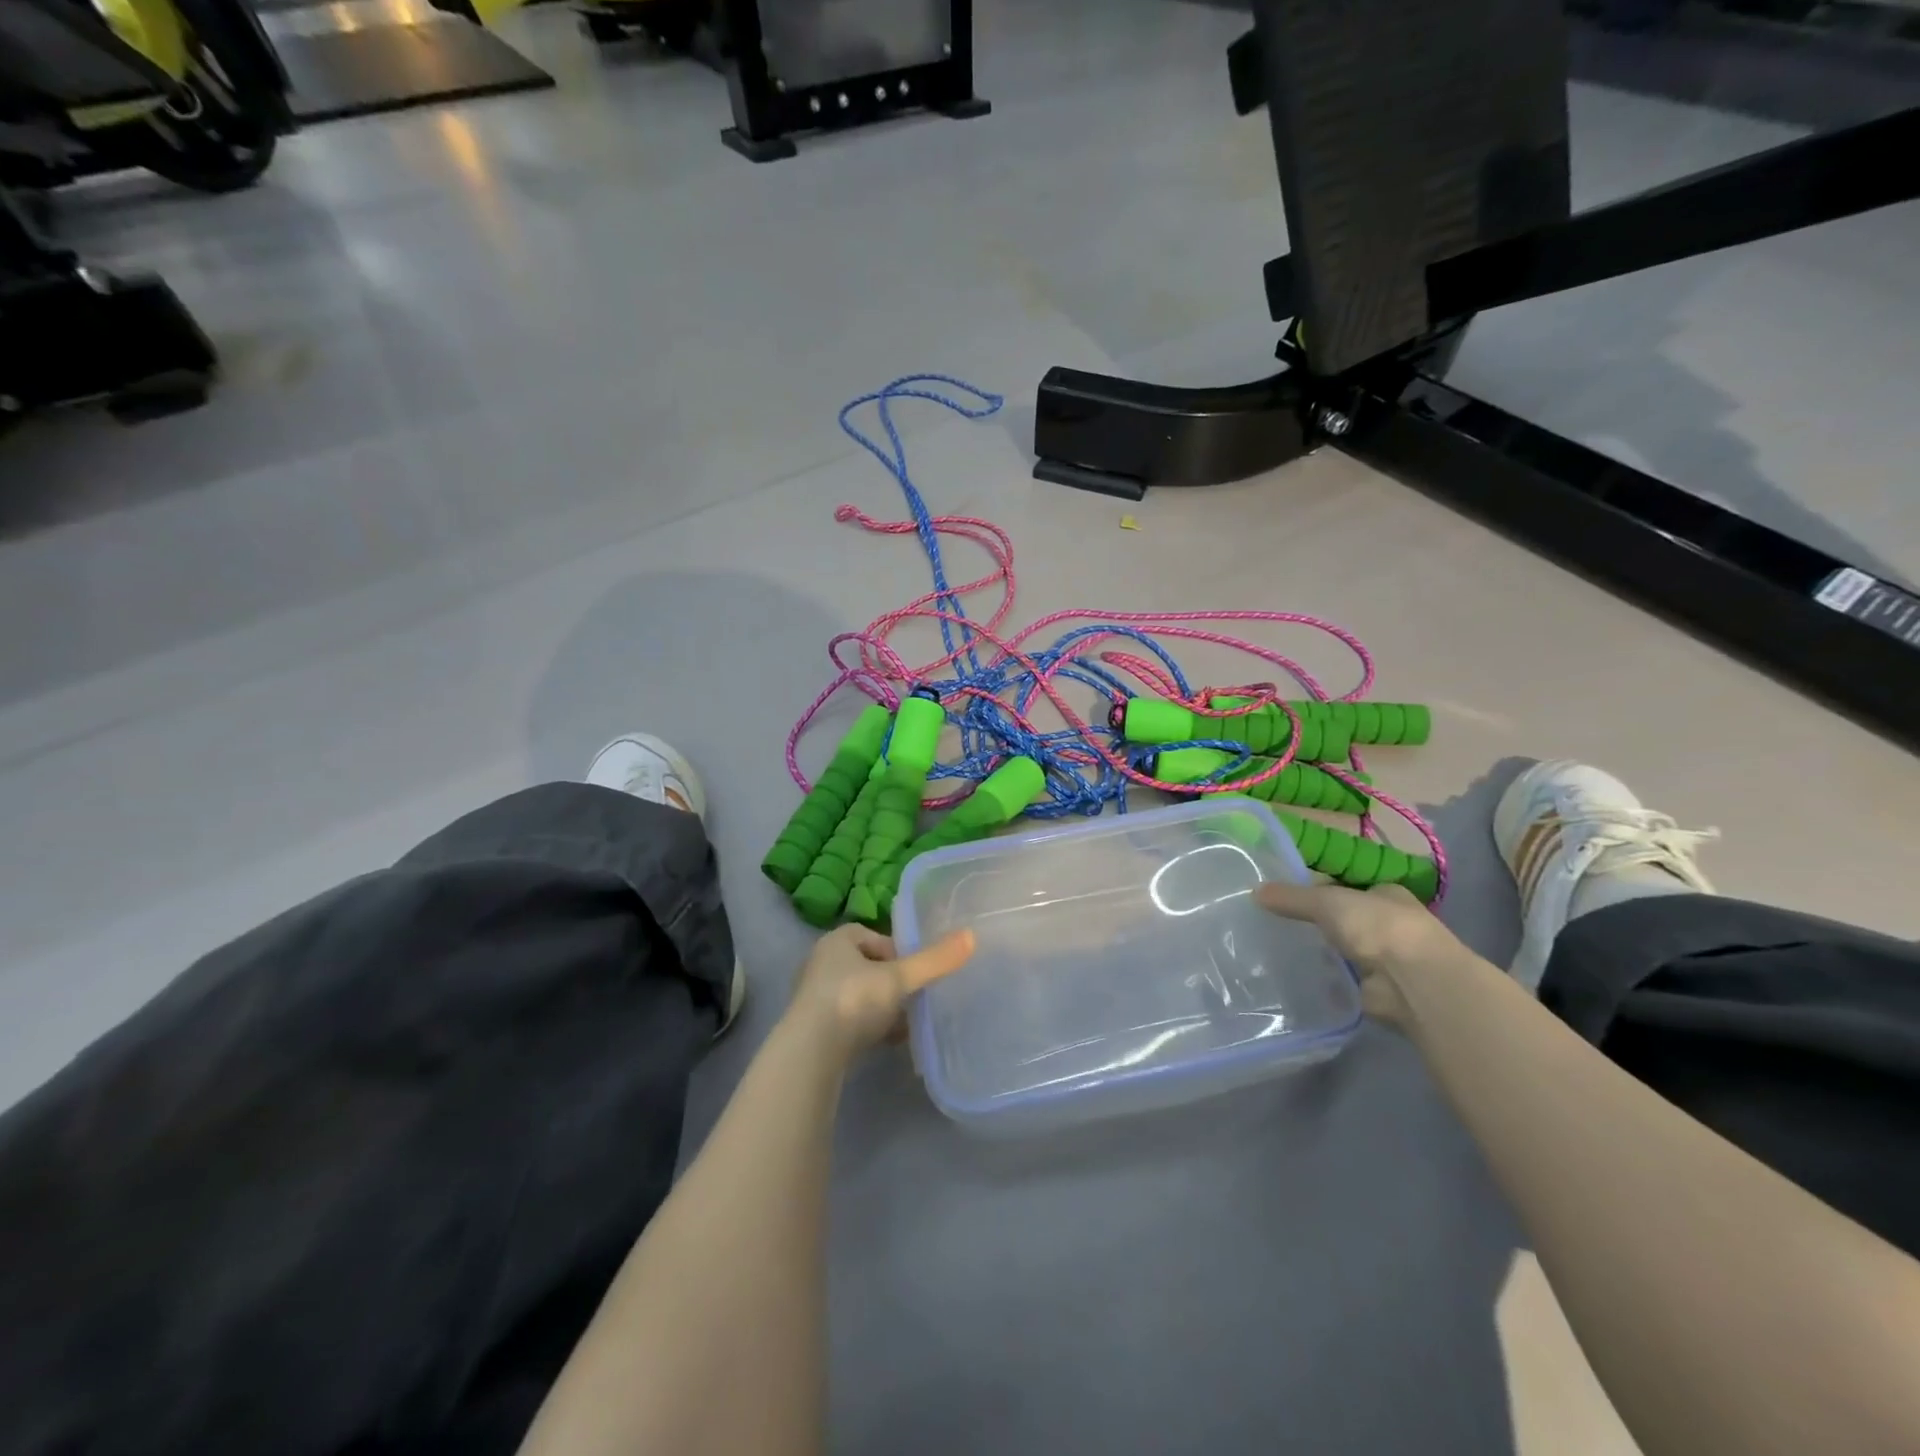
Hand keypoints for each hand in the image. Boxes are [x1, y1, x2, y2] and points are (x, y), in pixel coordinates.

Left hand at [786, 924, 976, 1058]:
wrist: (812, 1054)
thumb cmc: (854, 1001)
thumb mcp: (899, 978)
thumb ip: (934, 960)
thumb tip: (972, 935)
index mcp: (837, 941)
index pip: (872, 935)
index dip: (897, 950)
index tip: (915, 970)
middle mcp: (822, 963)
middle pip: (867, 966)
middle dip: (892, 981)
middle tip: (914, 997)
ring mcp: (816, 998)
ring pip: (859, 995)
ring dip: (882, 1007)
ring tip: (905, 1023)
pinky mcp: (815, 1029)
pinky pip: (850, 1021)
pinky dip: (869, 1028)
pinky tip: (889, 1043)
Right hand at [1255, 880, 1465, 1025]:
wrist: (1413, 982)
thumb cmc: (1376, 927)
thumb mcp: (1326, 901)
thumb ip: (1292, 897)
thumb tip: (1254, 892)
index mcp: (1384, 893)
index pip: (1345, 885)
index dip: (1315, 887)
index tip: (1283, 895)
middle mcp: (1387, 924)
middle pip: (1342, 918)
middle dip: (1314, 922)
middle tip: (1271, 922)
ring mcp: (1383, 958)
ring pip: (1340, 949)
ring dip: (1318, 951)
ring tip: (1274, 949)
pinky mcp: (1375, 989)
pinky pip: (1340, 979)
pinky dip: (1322, 979)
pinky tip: (1293, 976)